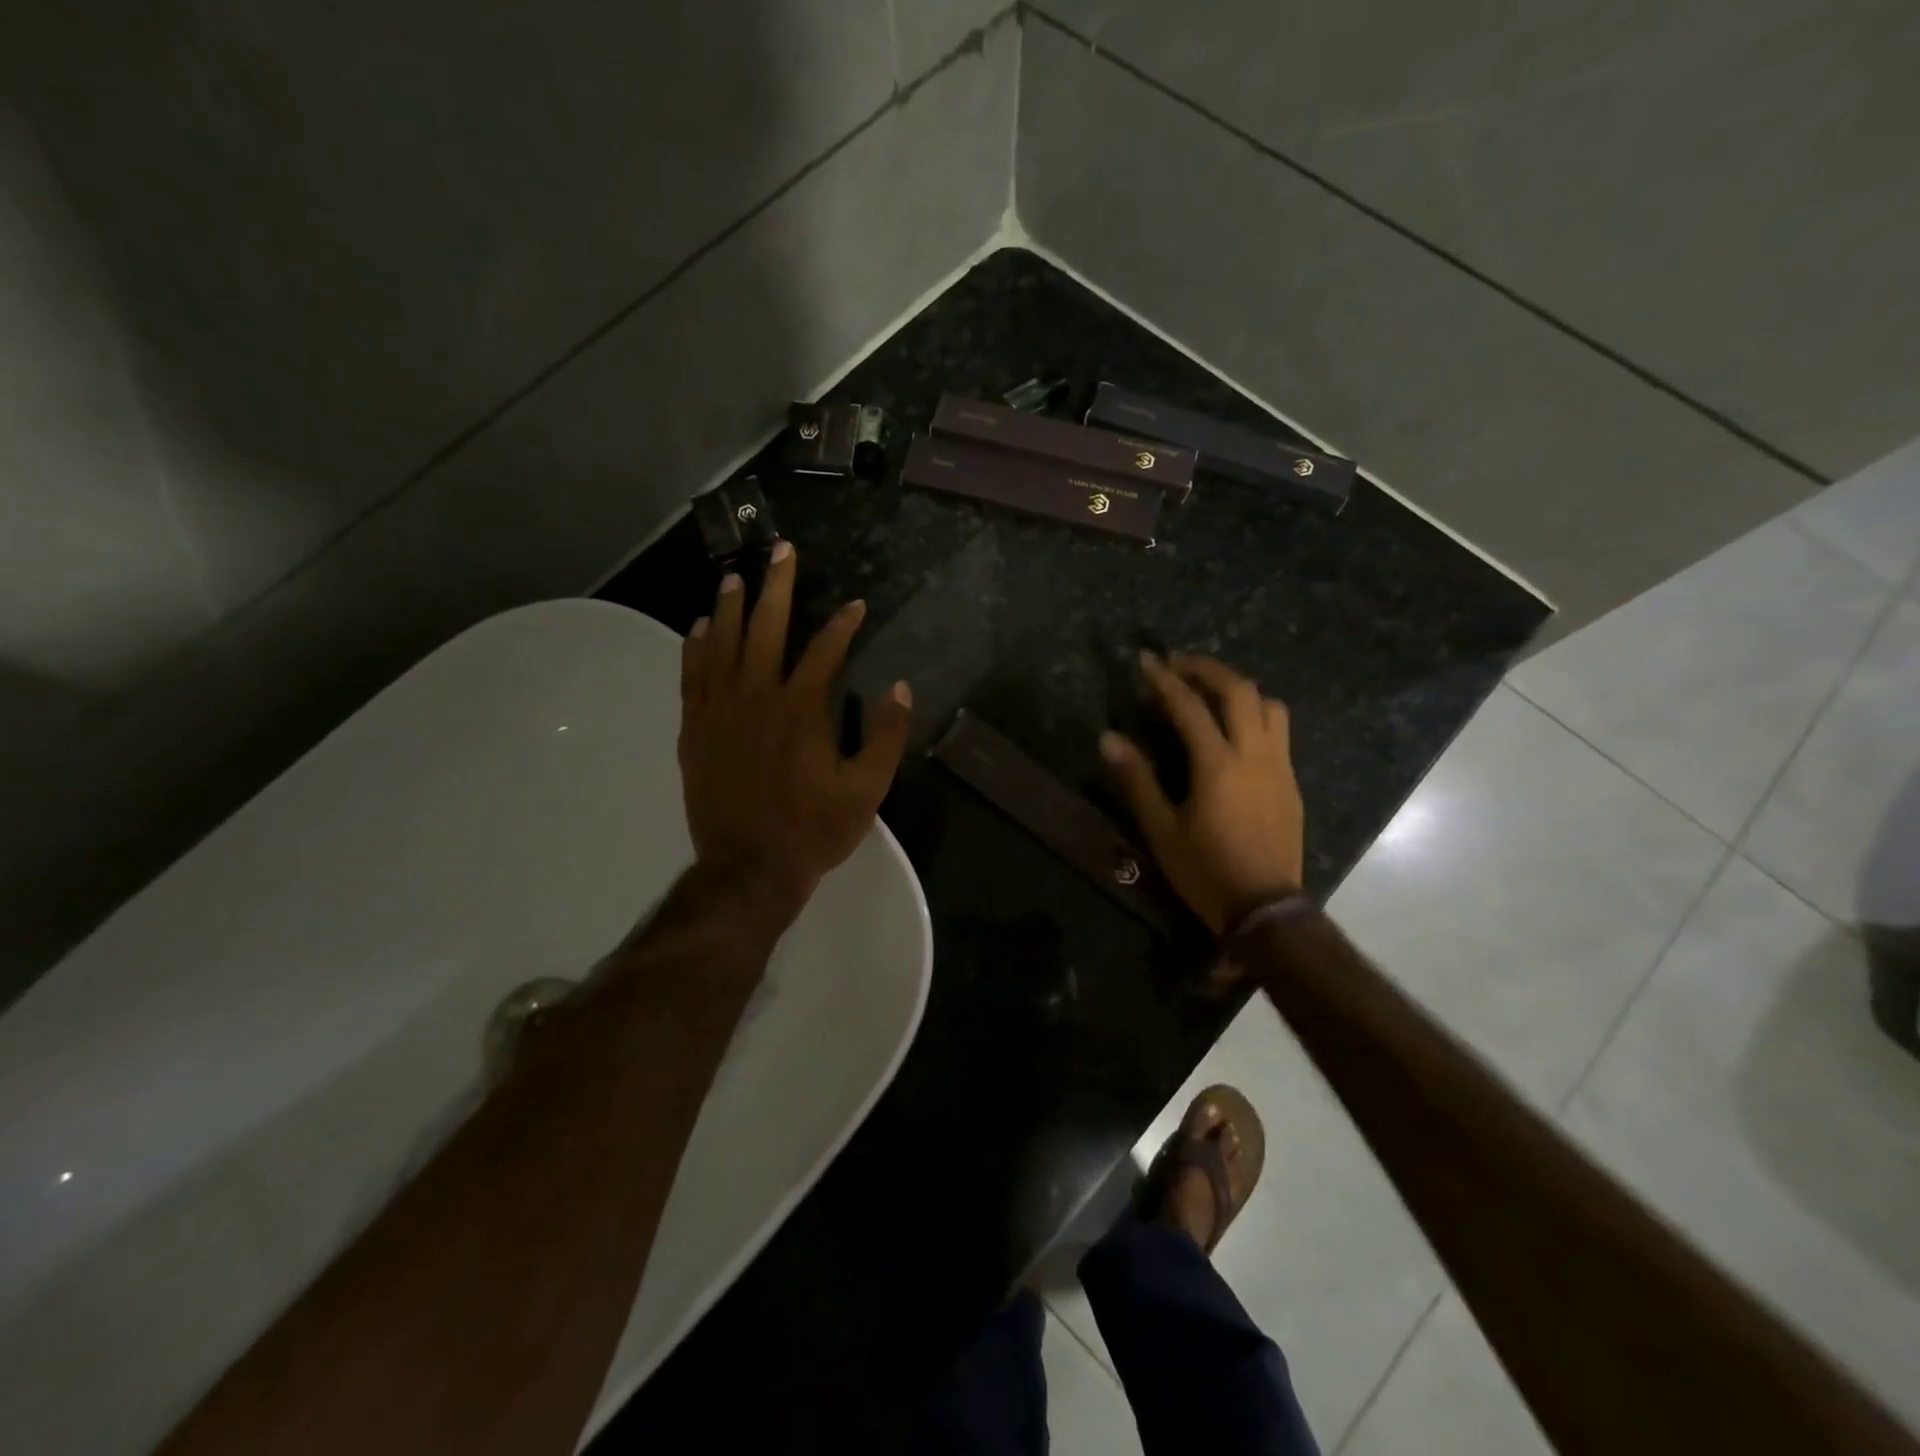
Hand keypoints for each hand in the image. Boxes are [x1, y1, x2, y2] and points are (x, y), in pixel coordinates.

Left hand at [679, 542, 911, 924]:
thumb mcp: (867, 790)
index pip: (825, 650)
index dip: (844, 624)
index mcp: (801, 709)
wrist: (749, 868)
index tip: (857, 605)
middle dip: (777, 586)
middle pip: (766, 628)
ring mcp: (719, 711)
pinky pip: (691, 676)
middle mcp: (756, 697)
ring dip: (730, 606)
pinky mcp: (695, 729)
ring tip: (735, 577)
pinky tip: (699, 626)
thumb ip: (886, 737)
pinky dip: (695, 647)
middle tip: (782, 550)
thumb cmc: (813, 829)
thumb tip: (900, 689)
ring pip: (721, 644)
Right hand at [1100, 653, 1302, 934]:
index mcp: (1218, 765)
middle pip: (1240, 690)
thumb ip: (1136, 780)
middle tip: (1179, 666)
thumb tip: (1109, 739)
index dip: (1165, 680)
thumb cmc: (1206, 871)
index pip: (1190, 707)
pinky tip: (1233, 732)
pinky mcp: (1290, 782)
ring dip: (1239, 690)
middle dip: (1208, 669)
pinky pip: (1279, 731)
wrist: (1265, 909)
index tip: (1147, 661)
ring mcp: (1279, 767)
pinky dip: (1254, 715)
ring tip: (1210, 694)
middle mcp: (1254, 755)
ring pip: (1270, 706)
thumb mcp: (1161, 830)